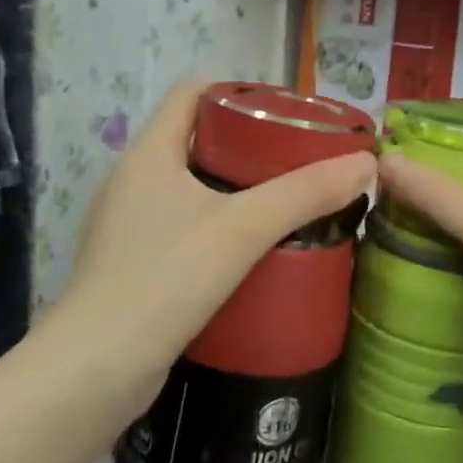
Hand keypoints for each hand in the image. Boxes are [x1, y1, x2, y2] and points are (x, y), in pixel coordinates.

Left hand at [62, 82, 375, 412]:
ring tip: (287, 202)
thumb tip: (367, 165)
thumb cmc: (165, 278)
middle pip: (196, 140)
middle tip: (300, 160)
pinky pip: (183, 229)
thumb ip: (305, 193)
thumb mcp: (243, 228)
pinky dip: (218, 229)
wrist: (94, 371)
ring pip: (191, 189)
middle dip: (249, 145)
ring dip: (236, 190)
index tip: (286, 111)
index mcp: (149, 154)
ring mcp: (127, 227)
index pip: (192, 94)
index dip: (238, 92)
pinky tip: (254, 252)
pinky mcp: (132, 267)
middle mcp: (132, 182)